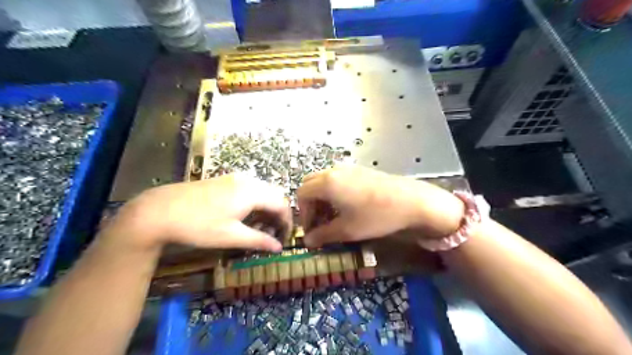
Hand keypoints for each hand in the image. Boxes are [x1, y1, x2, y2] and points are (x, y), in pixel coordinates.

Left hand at [104, 173, 290, 251]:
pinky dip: (254, 203)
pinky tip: (244, 217)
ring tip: (258, 228)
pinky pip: (249, 190)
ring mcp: (235, 178)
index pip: (282, 204)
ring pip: (262, 192)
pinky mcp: (224, 180)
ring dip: (265, 209)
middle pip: (274, 196)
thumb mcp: (231, 236)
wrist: (158, 211)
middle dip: (277, 216)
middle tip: (272, 235)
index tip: (284, 239)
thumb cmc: (198, 225)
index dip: (287, 222)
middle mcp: (247, 180)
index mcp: (253, 192)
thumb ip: (259, 240)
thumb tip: (279, 248)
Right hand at [296, 167, 462, 246]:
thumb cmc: (375, 216)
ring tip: (333, 216)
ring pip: (324, 180)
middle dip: (310, 204)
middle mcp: (334, 171)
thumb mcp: (347, 230)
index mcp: (327, 183)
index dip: (303, 213)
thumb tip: (307, 241)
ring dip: (322, 198)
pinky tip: (347, 206)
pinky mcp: (360, 170)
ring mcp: (348, 168)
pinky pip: (337, 178)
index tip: (312, 230)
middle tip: (320, 222)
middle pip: (310, 184)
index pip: (302, 194)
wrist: (411, 201)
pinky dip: (334, 191)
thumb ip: (323, 235)